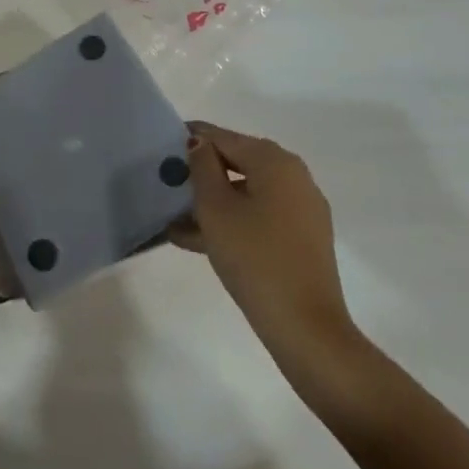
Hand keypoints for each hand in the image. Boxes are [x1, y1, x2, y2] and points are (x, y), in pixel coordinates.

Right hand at [170, 121, 359, 370]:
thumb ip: (201, 166)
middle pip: (235, 163)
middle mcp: (293, 176)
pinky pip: (259, 217)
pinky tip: (197, 240)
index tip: (161, 148)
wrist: (307, 331)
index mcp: (274, 160)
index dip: (189, 140)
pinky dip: (232, 222)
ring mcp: (301, 209)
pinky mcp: (302, 240)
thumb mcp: (215, 207)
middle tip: (166, 186)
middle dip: (200, 175)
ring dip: (211, 204)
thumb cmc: (255, 258)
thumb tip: (198, 143)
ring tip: (174, 220)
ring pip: (245, 194)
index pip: (222, 137)